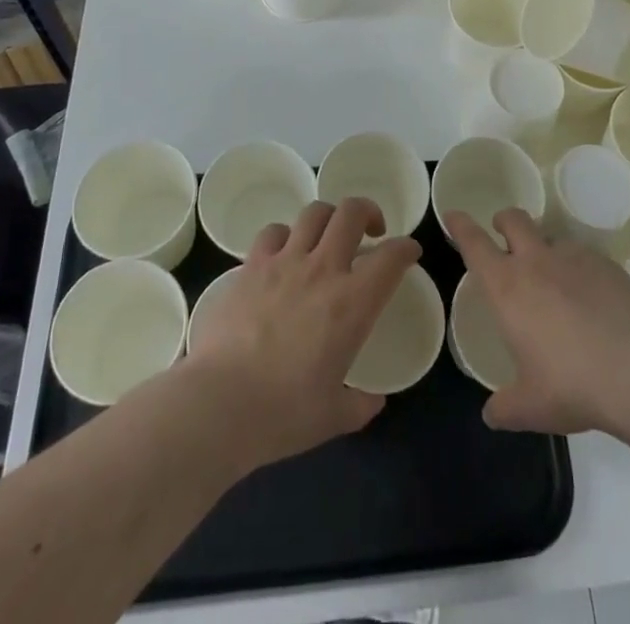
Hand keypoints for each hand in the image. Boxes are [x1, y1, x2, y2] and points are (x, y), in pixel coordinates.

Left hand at [185, 198, 419, 471]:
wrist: (219, 404)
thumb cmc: (283, 413)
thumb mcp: (333, 417)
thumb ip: (359, 404)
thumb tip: (373, 401)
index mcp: (352, 303)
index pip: (391, 258)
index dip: (406, 248)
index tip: (409, 252)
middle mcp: (323, 270)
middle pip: (352, 213)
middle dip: (368, 213)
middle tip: (371, 231)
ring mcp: (284, 262)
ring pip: (314, 213)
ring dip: (329, 218)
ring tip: (328, 235)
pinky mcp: (252, 266)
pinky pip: (273, 231)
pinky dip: (285, 235)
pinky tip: (284, 252)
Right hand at [448, 208, 629, 438]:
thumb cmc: (572, 384)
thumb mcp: (531, 407)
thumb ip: (506, 408)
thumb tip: (491, 415)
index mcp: (507, 286)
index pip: (475, 243)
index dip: (461, 226)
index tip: (453, 214)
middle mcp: (536, 261)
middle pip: (513, 219)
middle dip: (503, 221)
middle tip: (502, 235)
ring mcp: (573, 257)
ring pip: (550, 236)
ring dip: (544, 248)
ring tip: (554, 279)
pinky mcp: (606, 263)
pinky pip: (583, 256)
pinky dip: (578, 268)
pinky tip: (590, 298)